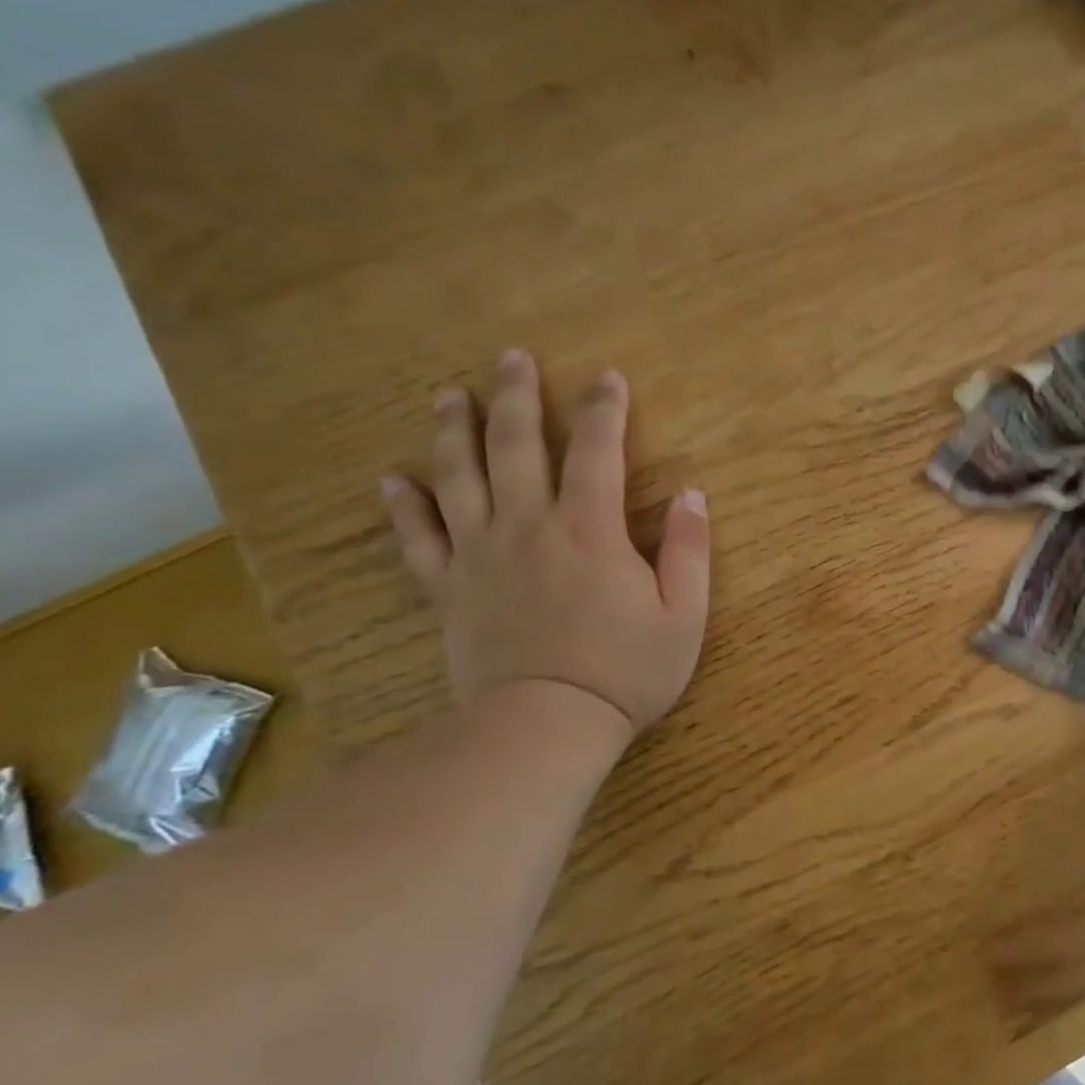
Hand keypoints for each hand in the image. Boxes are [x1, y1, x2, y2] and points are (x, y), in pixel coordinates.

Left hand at [381, 349, 709, 739]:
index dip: (604, 408)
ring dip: (454, 431)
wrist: (546, 726)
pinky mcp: (449, 589)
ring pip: (460, 478)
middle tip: (512, 358)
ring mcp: (481, 556)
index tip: (607, 376)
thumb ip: (689, 549)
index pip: (597, 450)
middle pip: (517, 446)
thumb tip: (691, 494)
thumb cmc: (626, 670)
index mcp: (590, 529)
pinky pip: (418, 540)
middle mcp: (529, 526)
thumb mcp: (685, 614)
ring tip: (449, 395)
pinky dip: (404, 507)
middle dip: (518, 397)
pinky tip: (393, 480)